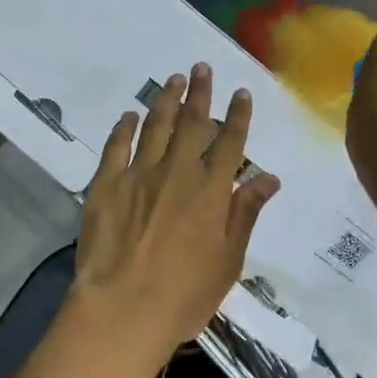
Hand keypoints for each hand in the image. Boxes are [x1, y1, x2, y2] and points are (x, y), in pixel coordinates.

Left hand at [70, 63, 280, 362]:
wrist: (123, 309)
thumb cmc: (184, 294)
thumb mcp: (229, 260)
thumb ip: (246, 213)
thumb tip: (270, 177)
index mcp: (211, 191)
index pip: (229, 143)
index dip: (236, 115)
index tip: (240, 92)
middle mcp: (177, 172)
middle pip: (192, 124)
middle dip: (200, 93)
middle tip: (202, 68)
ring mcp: (139, 174)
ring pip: (156, 127)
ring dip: (166, 100)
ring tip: (174, 79)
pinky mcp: (106, 184)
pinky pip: (116, 146)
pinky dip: (124, 128)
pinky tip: (129, 115)